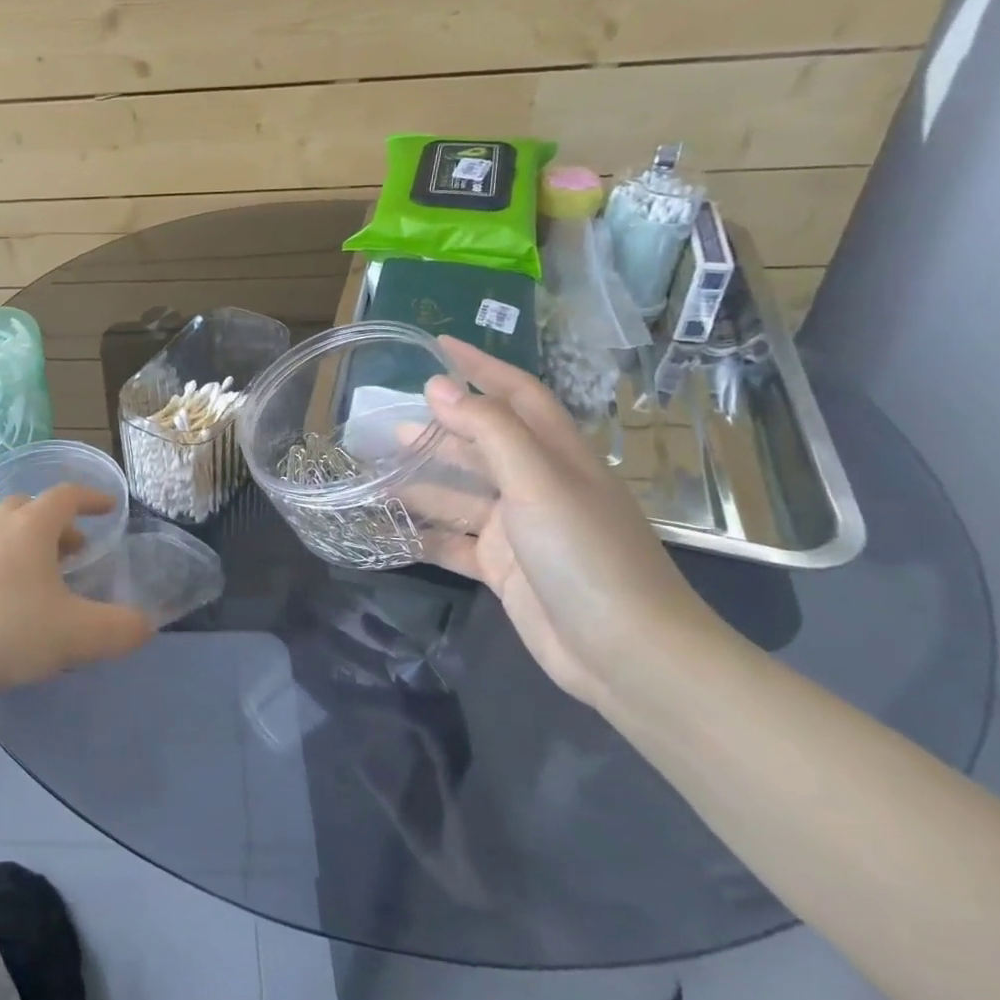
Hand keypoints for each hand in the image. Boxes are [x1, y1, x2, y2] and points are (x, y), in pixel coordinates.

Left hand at [0, 485, 153, 691]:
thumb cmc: (7, 630)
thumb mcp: (78, 635)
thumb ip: (120, 629)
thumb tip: (144, 625)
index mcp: (30, 528)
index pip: (66, 496)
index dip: (91, 498)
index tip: (109, 507)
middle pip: (28, 507)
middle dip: (56, 523)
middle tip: (74, 549)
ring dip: (22, 541)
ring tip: (37, 573)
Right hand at [418, 337, 726, 707]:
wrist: (626, 654)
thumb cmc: (586, 554)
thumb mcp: (538, 482)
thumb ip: (487, 430)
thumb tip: (438, 386)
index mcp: (557, 456)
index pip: (516, 395)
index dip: (480, 367)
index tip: (437, 346)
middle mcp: (538, 486)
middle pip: (482, 444)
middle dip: (439, 430)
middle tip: (387, 422)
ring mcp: (520, 530)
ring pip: (460, 495)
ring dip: (421, 483)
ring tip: (373, 473)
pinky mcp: (504, 569)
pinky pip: (453, 542)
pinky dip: (423, 535)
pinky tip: (387, 528)